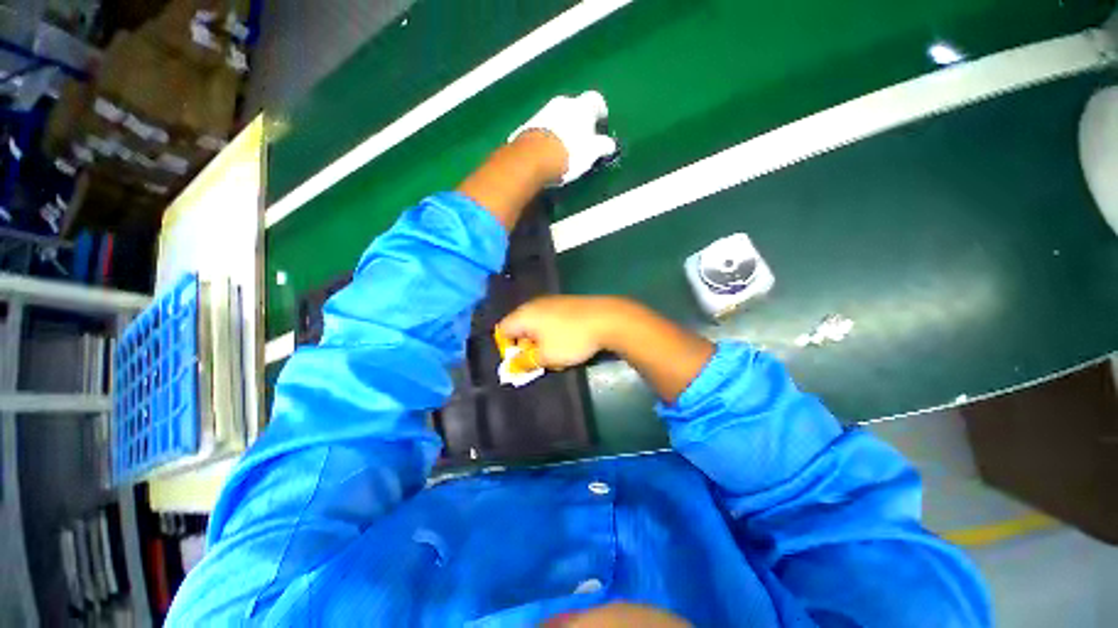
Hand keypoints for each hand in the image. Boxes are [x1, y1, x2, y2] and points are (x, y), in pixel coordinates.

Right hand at [497, 295, 625, 368]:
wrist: (606, 319)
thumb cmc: (570, 339)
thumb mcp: (545, 356)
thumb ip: (526, 362)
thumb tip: (513, 366)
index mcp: (524, 314)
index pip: (502, 330)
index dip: (507, 348)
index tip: (521, 362)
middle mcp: (534, 304)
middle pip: (520, 327)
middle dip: (526, 347)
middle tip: (538, 361)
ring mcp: (552, 302)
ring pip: (537, 325)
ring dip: (540, 342)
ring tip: (555, 356)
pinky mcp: (567, 304)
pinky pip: (551, 321)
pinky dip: (552, 334)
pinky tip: (567, 344)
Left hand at [509, 91, 617, 184]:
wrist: (531, 159)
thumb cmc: (568, 155)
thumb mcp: (591, 154)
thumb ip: (603, 147)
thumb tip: (609, 144)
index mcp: (582, 107)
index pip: (596, 100)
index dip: (600, 112)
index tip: (601, 126)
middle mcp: (562, 103)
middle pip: (575, 108)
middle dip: (579, 121)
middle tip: (582, 140)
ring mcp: (542, 112)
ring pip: (558, 116)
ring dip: (562, 127)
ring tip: (564, 148)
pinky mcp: (527, 125)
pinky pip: (543, 127)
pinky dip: (548, 135)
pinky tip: (548, 151)